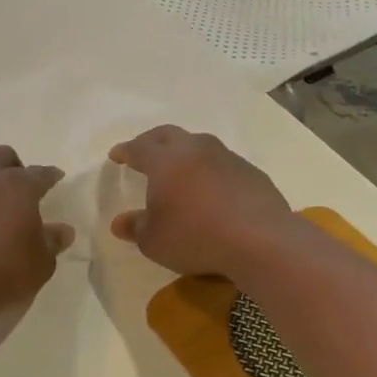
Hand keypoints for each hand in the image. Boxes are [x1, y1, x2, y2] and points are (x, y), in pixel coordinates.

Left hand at [0, 146, 72, 322]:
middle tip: (17, 185)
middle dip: (11, 165)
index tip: (56, 178)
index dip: (50, 175)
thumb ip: (52, 243)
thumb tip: (62, 230)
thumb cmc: (3, 274)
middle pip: (0, 156)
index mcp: (18, 188)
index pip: (40, 174)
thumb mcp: (41, 265)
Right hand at [107, 126, 295, 279]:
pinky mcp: (251, 172)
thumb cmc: (196, 236)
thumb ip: (136, 227)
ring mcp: (227, 157)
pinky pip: (223, 164)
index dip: (125, 151)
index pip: (139, 148)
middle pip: (168, 135)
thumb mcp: (154, 241)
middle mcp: (196, 150)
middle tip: (143, 152)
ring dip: (185, 153)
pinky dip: (210, 170)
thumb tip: (120, 222)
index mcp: (166, 160)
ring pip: (199, 145)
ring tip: (180, 170)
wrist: (260, 239)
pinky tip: (212, 189)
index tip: (117, 155)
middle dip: (152, 141)